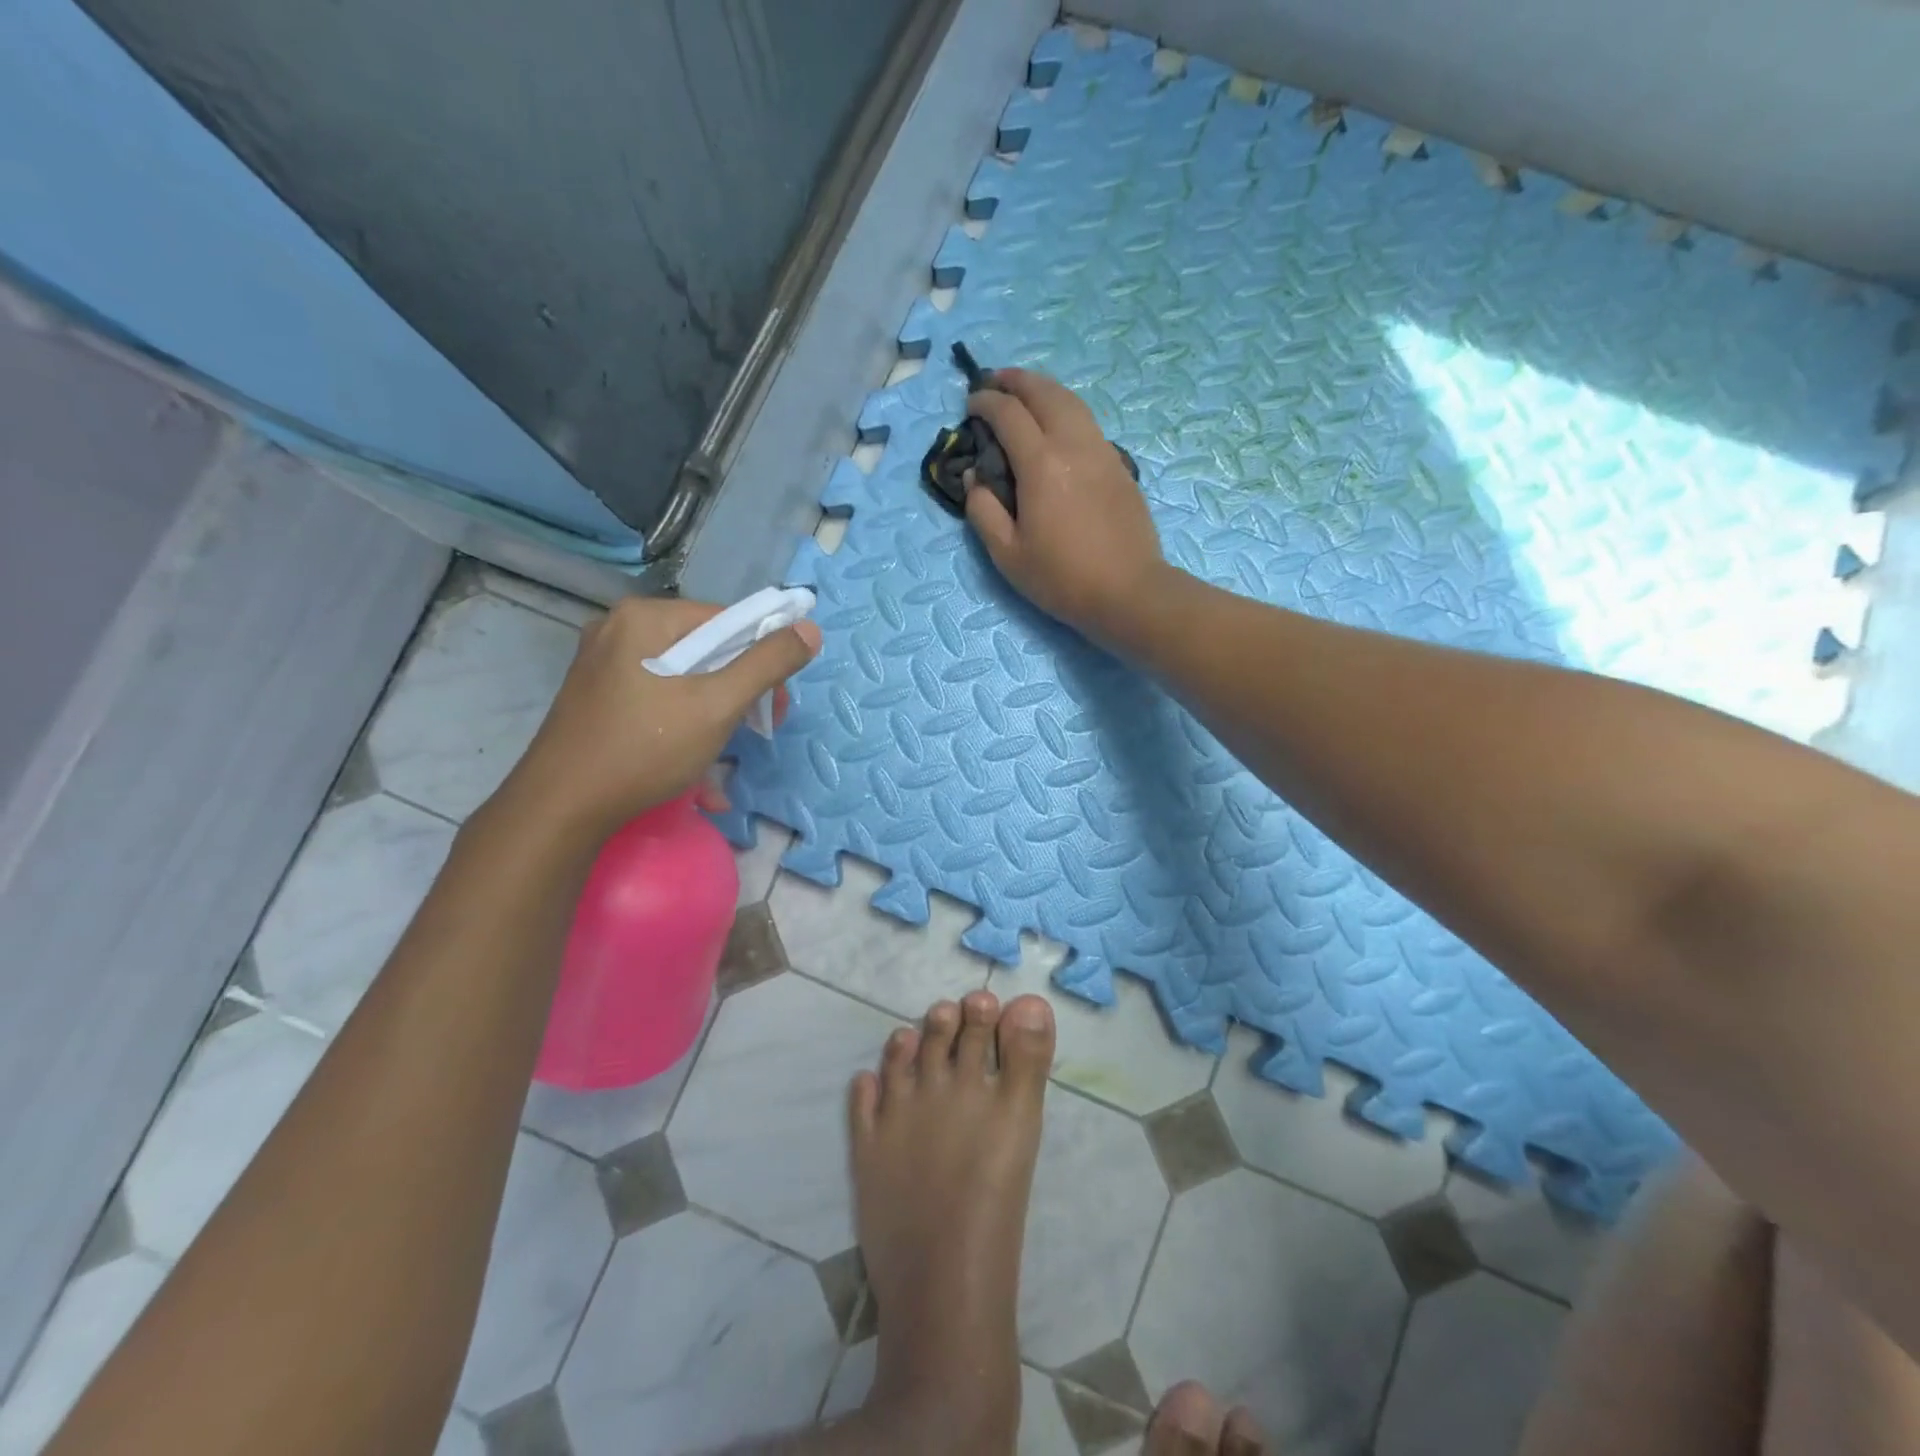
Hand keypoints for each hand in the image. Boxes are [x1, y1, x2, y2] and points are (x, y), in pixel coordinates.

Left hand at [494, 596, 820, 845]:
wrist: (560, 809)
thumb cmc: (645, 749)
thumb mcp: (718, 705)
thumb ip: (768, 664)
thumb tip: (810, 629)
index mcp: (645, 617)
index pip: (726, 620)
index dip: (762, 658)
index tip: (776, 704)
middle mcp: (619, 629)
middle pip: (705, 647)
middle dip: (739, 687)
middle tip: (756, 729)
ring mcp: (603, 663)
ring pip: (683, 675)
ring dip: (715, 709)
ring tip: (725, 748)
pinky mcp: (597, 695)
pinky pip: (658, 694)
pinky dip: (684, 718)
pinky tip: (694, 754)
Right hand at [963, 368, 1168, 645]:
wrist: (1128, 592)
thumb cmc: (1062, 578)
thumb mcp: (1007, 554)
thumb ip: (982, 510)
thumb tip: (974, 476)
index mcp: (1041, 464)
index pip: (1008, 414)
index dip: (985, 402)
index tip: (970, 404)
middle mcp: (1073, 444)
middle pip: (1044, 392)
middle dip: (1016, 381)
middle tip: (994, 382)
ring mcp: (1102, 451)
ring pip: (1071, 401)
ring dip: (1044, 389)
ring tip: (1024, 393)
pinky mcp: (1119, 465)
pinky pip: (1088, 422)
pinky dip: (1065, 410)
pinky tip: (1057, 426)